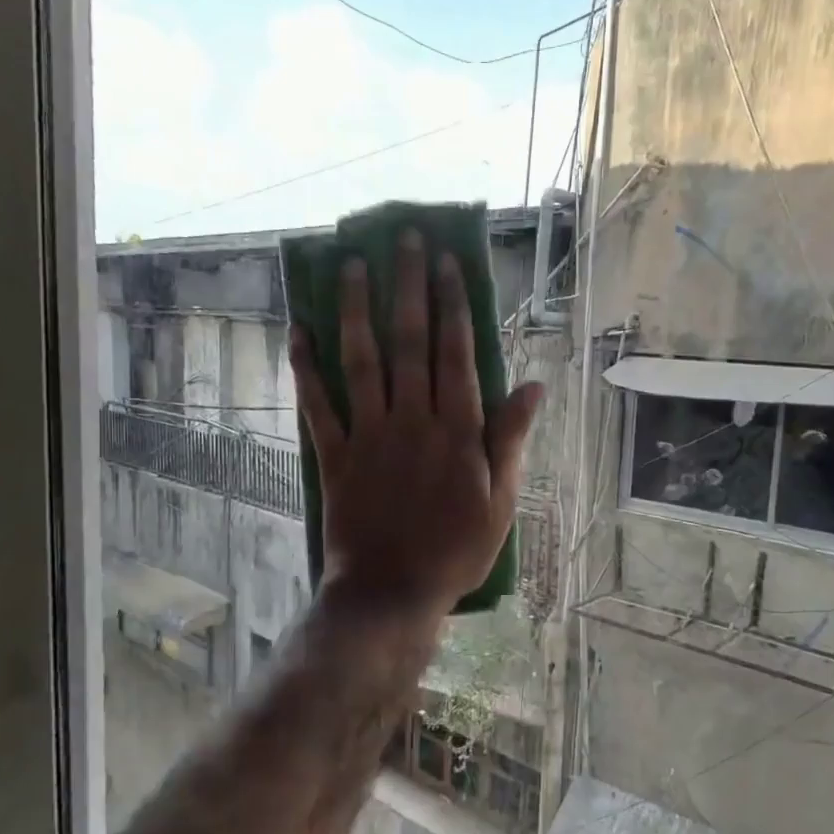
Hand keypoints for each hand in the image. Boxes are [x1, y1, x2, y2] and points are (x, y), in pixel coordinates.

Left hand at [290, 230, 541, 619]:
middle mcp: (412, 420)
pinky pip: (318, 405)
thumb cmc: (455, 551)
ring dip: (356, 310)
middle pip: (409, 342)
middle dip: (407, 286)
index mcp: (457, 430)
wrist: (392, 594)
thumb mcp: (501, 502)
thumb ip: (511, 440)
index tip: (446, 261)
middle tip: (404, 239)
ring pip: (362, 361)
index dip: (451, 303)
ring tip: (351, 265)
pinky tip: (299, 332)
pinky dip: (306, 369)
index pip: (455, 352)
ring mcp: (369, 435)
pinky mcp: (334, 456)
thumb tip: (534, 387)